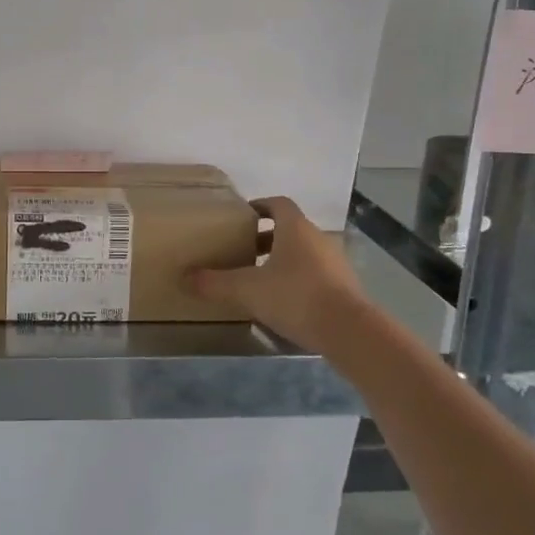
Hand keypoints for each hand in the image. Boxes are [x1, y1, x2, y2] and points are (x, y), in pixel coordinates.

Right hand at [185, 196, 367, 348]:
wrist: (350, 331)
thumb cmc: (295, 297)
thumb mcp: (247, 290)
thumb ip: (214, 283)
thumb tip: (184, 277)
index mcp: (295, 228)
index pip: (277, 203)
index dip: (260, 206)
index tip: (242, 217)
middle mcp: (317, 238)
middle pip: (290, 229)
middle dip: (266, 238)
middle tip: (243, 251)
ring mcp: (335, 262)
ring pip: (304, 252)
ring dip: (283, 259)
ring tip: (260, 278)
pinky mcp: (345, 287)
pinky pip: (316, 274)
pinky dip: (298, 279)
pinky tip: (284, 301)